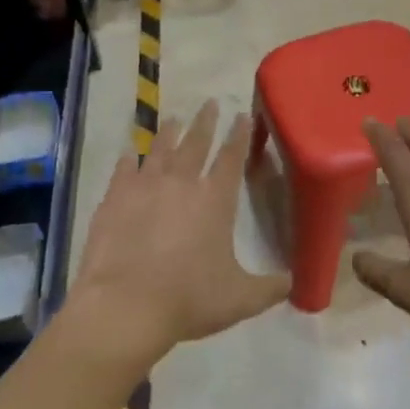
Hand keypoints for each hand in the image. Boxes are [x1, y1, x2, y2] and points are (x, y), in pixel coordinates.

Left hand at [70, 101, 288, 367]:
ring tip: (173, 119)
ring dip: (168, 133)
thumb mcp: (239, 299)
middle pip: (196, 143)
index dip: (239, 136)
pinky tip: (129, 154)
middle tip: (209, 102)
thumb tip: (294, 283)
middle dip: (205, 122)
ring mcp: (145, 186)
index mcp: (215, 200)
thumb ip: (269, 288)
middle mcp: (182, 183)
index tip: (242, 116)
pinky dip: (129, 160)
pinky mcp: (114, 198)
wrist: (125, 306)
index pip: (232, 158)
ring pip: (160, 150)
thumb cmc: (188, 300)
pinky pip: (124, 170)